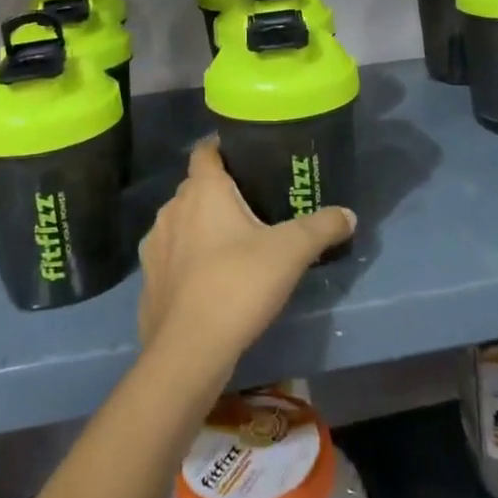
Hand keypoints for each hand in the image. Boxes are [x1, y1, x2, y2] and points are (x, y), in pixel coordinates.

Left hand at [137, 138, 353, 390]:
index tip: (246, 154)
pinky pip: (171, 257)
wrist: (188, 351)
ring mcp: (155, 245)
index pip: (205, 150)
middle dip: (220, 192)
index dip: (223, 147)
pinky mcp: (148, 280)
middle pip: (196, 187)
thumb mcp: (291, 252)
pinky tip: (209, 280)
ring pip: (181, 223)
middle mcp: (172, 208)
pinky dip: (187, 261)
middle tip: (253, 204)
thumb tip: (349, 214)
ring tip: (232, 244)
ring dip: (201, 228)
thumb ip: (321, 227)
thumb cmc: (238, 284)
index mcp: (202, 190)